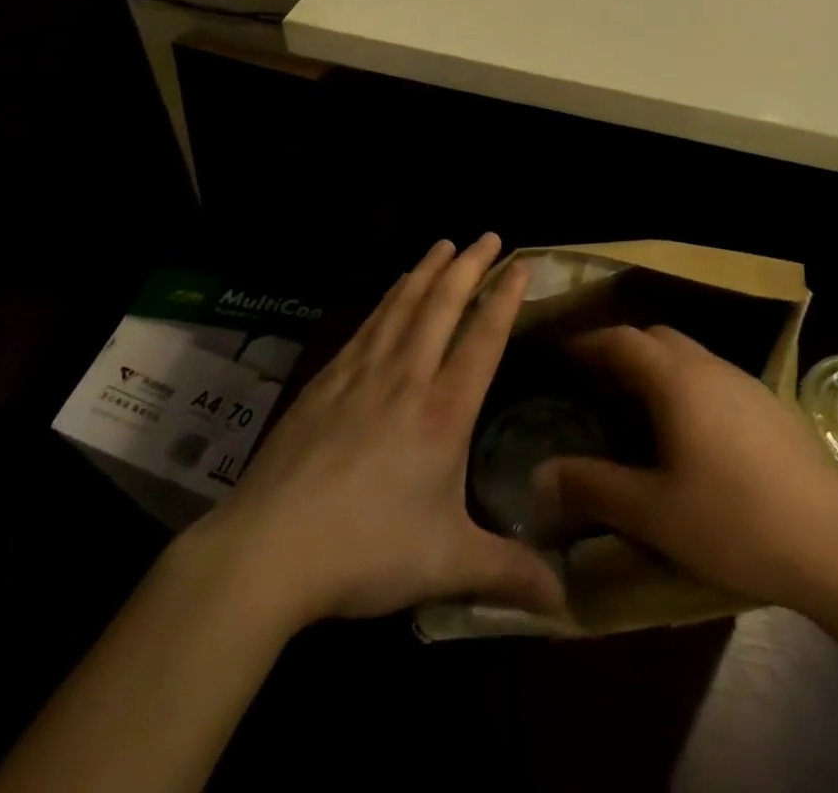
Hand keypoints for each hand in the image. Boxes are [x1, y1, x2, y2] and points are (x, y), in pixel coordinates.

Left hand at [173, 235, 562, 627]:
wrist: (269, 548)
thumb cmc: (366, 550)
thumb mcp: (446, 564)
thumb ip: (508, 573)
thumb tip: (567, 602)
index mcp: (443, 412)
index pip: (483, 338)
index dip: (504, 297)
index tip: (520, 264)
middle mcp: (407, 378)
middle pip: (442, 306)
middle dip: (469, 266)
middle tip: (487, 235)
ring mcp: (362, 373)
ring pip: (402, 306)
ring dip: (427, 271)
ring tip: (443, 244)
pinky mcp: (326, 380)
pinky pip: (368, 324)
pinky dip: (388, 298)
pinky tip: (392, 291)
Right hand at [537, 325, 837, 616]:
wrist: (836, 545)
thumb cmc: (735, 523)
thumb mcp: (654, 513)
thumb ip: (593, 488)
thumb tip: (540, 476)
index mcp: (678, 380)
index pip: (622, 339)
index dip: (588, 342)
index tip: (562, 355)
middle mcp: (711, 367)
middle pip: (656, 338)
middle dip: (621, 349)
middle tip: (593, 380)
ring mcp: (746, 383)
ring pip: (689, 355)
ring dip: (656, 366)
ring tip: (634, 404)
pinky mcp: (771, 405)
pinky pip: (714, 376)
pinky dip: (686, 384)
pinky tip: (690, 430)